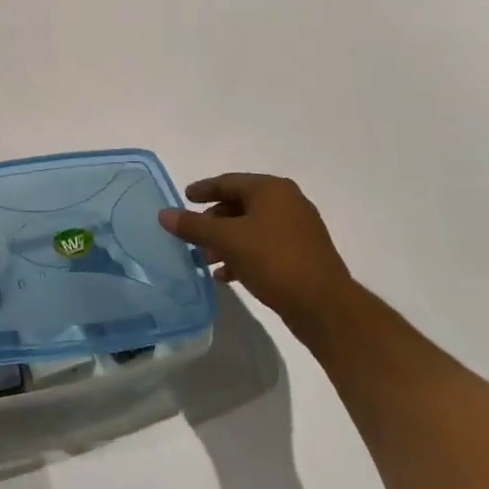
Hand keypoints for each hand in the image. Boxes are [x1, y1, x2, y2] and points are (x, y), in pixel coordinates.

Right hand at [159, 173, 353, 331]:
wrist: (325, 306)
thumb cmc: (274, 260)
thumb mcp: (227, 240)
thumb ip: (193, 225)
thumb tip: (163, 214)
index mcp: (272, 190)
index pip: (229, 182)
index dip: (203, 189)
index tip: (184, 197)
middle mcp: (287, 203)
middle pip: (240, 204)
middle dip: (213, 220)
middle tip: (192, 233)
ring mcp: (298, 229)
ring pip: (252, 228)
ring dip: (226, 240)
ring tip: (205, 258)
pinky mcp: (302, 255)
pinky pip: (264, 246)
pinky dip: (243, 255)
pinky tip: (227, 275)